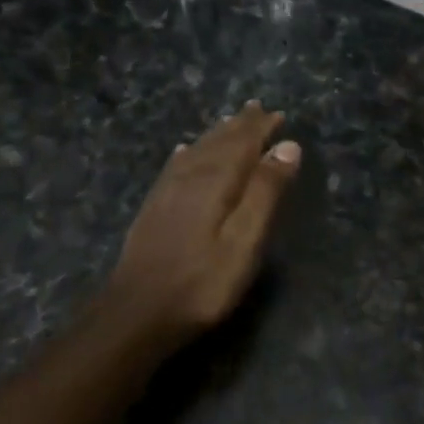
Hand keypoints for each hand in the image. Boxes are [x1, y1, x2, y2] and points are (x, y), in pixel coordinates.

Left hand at [102, 102, 301, 354]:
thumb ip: (265, 192)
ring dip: (216, 135)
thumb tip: (287, 146)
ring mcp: (167, 193)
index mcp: (216, 181)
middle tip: (257, 109)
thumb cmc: (202, 282)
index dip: (261, 128)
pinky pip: (174, 167)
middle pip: (218, 142)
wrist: (136, 314)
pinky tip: (185, 151)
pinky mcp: (153, 209)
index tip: (278, 114)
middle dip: (240, 125)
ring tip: (230, 122)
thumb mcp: (245, 240)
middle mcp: (190, 177)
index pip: (242, 143)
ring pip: (196, 151)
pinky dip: (187, 154)